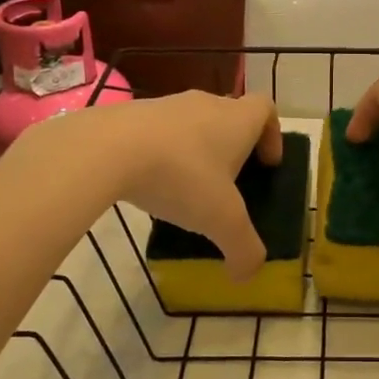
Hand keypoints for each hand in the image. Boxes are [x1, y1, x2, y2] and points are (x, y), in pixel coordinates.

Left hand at [81, 91, 282, 279]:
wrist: (107, 149)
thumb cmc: (181, 176)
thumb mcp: (221, 220)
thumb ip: (243, 249)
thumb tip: (247, 275)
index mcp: (237, 120)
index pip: (266, 108)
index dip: (272, 135)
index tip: (267, 164)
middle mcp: (206, 104)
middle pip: (230, 116)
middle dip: (234, 148)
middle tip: (229, 184)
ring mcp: (166, 105)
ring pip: (193, 124)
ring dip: (197, 151)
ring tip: (187, 189)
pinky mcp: (132, 114)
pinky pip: (159, 132)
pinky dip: (162, 154)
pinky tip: (151, 184)